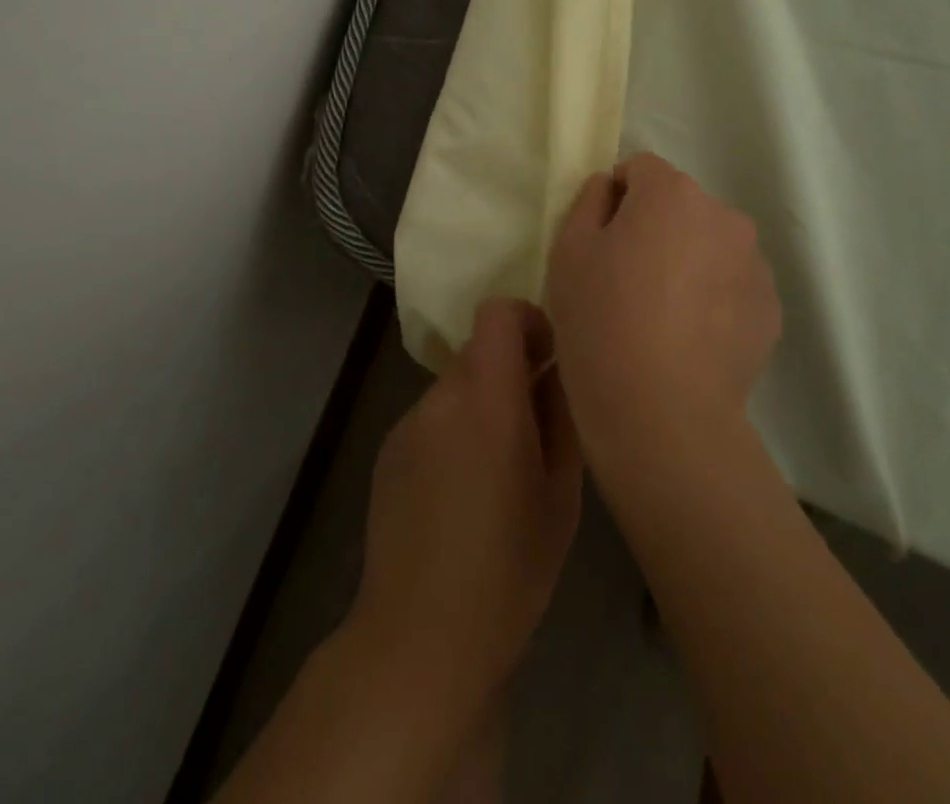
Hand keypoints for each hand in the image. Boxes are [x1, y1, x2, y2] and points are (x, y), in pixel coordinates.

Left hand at [347, 298, 582, 718]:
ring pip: (457, 385)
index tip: (550, 358)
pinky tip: (462, 491)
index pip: (498, 313)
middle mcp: (441, 397)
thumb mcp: (561, 495)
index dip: (528, 321)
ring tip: (500, 468)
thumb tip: (559, 372)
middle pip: (480, 351)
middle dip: (512, 370)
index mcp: (487, 399)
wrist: (420, 637)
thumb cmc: (509, 571)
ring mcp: (408, 422)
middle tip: (536, 422)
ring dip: (483, 404)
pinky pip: (433, 417)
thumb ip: (561, 418)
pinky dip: (454, 430)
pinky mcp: (388, 449)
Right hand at [545, 153, 780, 487]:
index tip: (601, 243)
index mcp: (672, 193)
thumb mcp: (568, 251)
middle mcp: (723, 215)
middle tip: (628, 281)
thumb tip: (612, 188)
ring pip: (709, 244)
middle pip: (679, 206)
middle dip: (655, 228)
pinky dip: (713, 297)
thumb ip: (589, 201)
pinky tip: (690, 338)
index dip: (615, 200)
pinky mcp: (770, 308)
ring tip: (663, 315)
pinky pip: (732, 283)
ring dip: (688, 260)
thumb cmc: (602, 321)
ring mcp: (754, 262)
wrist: (663, 412)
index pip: (639, 169)